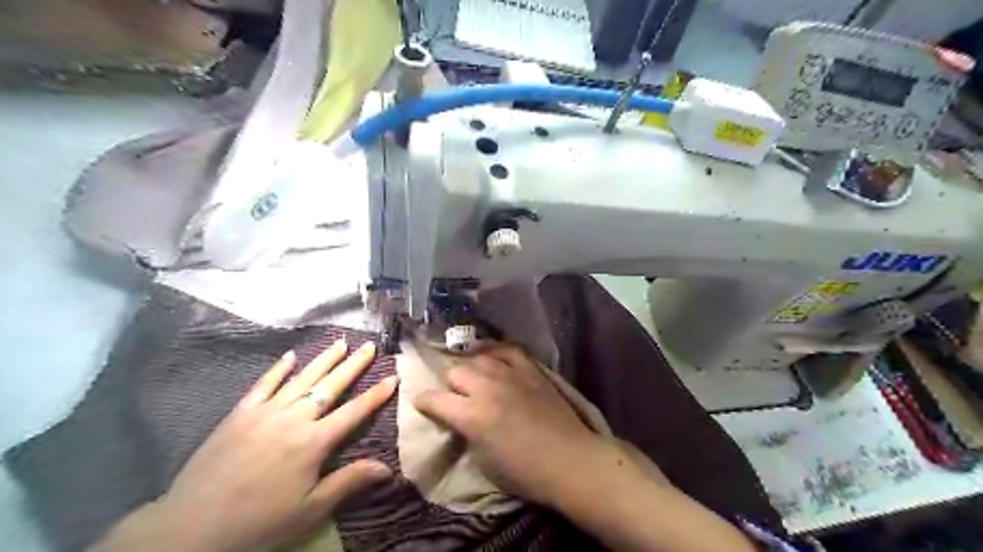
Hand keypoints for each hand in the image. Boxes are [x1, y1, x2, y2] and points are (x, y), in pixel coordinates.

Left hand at [150, 340, 394, 551]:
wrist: (190, 528)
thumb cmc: (259, 521)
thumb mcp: (310, 509)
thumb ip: (349, 482)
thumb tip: (388, 468)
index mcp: (314, 442)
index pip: (354, 412)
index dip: (376, 395)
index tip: (394, 377)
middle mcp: (294, 419)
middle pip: (330, 386)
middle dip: (353, 365)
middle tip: (369, 346)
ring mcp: (265, 412)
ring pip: (301, 378)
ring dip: (323, 359)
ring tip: (340, 342)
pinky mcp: (239, 414)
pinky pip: (263, 384)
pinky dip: (278, 369)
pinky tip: (291, 355)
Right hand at [413, 345, 612, 507]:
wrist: (569, 460)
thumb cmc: (524, 472)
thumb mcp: (482, 461)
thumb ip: (466, 432)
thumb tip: (459, 418)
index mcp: (472, 415)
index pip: (434, 399)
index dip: (424, 402)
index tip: (423, 405)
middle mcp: (487, 388)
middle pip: (455, 372)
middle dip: (450, 386)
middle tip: (458, 399)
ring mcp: (510, 374)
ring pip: (477, 358)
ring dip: (472, 370)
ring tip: (477, 380)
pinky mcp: (530, 369)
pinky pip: (506, 349)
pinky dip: (495, 353)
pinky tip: (493, 358)